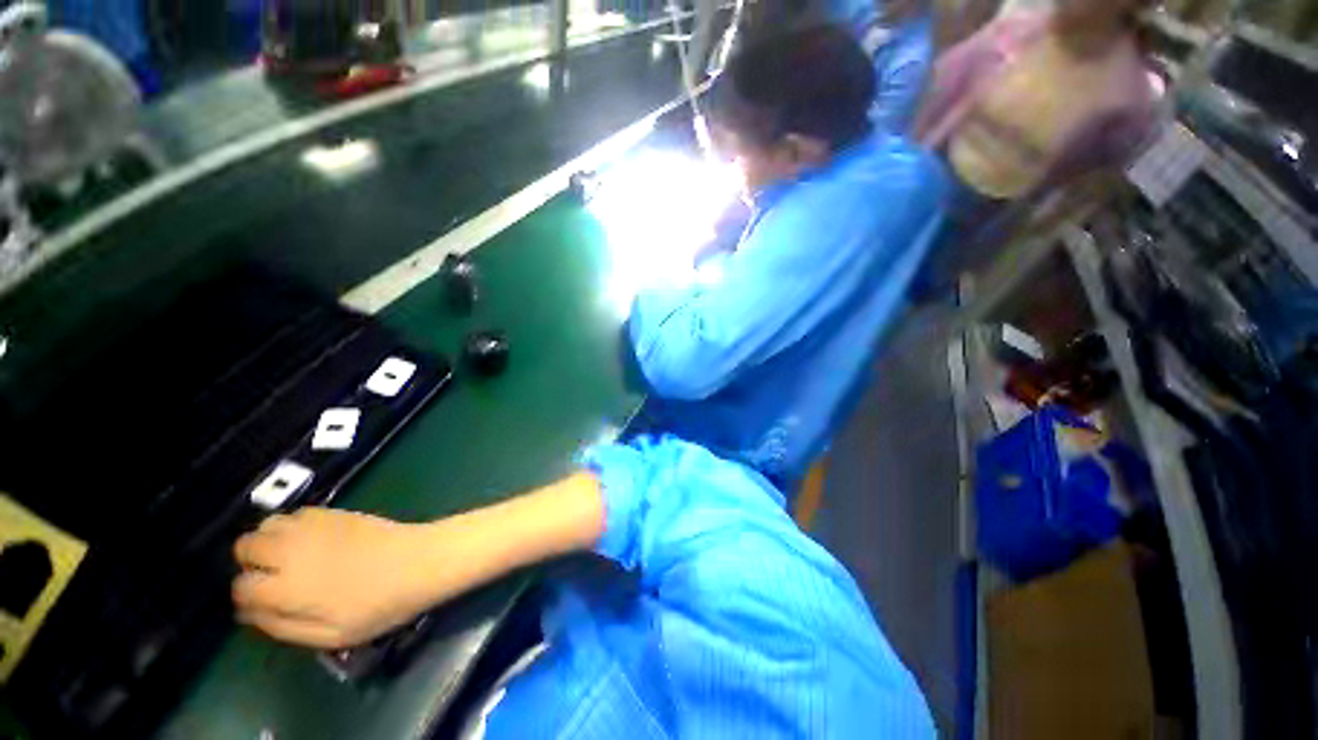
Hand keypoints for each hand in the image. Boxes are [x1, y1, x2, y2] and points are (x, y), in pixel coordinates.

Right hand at [233, 508, 436, 648]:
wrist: (419, 562)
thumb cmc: (378, 606)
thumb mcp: (329, 636)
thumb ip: (282, 626)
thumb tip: (250, 614)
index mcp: (285, 588)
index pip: (240, 587)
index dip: (247, 597)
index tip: (263, 602)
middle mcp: (290, 551)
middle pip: (244, 547)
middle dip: (250, 562)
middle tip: (273, 576)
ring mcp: (312, 527)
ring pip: (266, 525)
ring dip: (269, 540)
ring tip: (289, 555)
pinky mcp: (334, 512)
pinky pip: (297, 512)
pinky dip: (294, 524)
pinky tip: (312, 539)